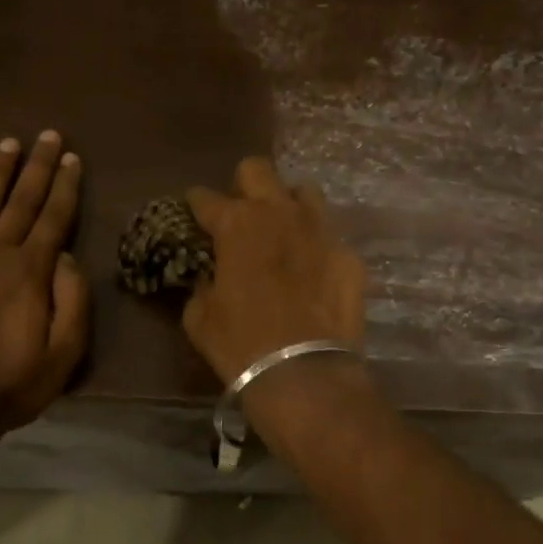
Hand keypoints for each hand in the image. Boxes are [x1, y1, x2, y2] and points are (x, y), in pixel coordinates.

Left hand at [0, 131, 90, 440]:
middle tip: (47, 135)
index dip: (65, 188)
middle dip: (36, 168)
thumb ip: (72, 302)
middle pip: (19, 203)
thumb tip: (65, 256)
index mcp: (30, 274)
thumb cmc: (9, 387)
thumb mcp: (63, 356)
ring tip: (8, 144)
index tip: (72, 158)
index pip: (53, 220)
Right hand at [183, 157, 366, 384]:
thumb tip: (210, 278)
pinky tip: (310, 271)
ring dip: (287, 207)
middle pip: (257, 170)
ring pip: (302, 192)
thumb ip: (202, 285)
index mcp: (236, 224)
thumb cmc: (240, 345)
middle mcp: (279, 213)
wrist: (303, 374)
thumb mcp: (200, 318)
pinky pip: (328, 235)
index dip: (196, 206)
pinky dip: (314, 246)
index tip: (195, 215)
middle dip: (243, 186)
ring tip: (282, 234)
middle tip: (240, 216)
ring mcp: (319, 230)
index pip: (205, 198)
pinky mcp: (347, 255)